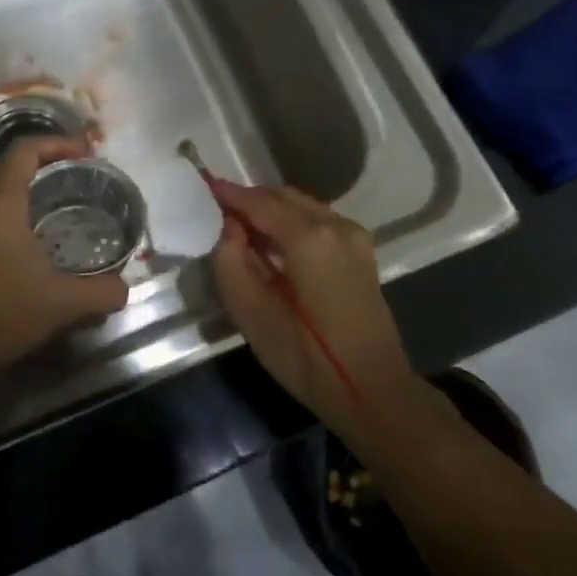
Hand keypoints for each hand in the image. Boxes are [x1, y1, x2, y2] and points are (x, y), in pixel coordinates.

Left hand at [0, 136, 129, 382]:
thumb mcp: (60, 304)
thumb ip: (100, 292)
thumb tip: (123, 289)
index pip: (26, 150)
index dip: (58, 144)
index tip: (86, 153)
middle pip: (4, 164)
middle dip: (40, 164)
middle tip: (72, 177)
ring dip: (18, 189)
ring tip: (51, 206)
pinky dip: (2, 213)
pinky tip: (22, 243)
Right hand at [208, 180, 415, 430]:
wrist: (372, 389)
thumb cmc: (306, 358)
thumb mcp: (251, 314)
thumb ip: (230, 262)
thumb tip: (230, 228)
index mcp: (309, 238)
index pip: (260, 202)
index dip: (230, 194)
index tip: (204, 185)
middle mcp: (335, 225)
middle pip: (284, 197)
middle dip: (251, 200)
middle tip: (218, 211)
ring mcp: (354, 236)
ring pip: (303, 207)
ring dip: (271, 210)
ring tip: (241, 228)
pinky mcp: (362, 252)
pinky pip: (318, 221)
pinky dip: (292, 222)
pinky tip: (274, 243)